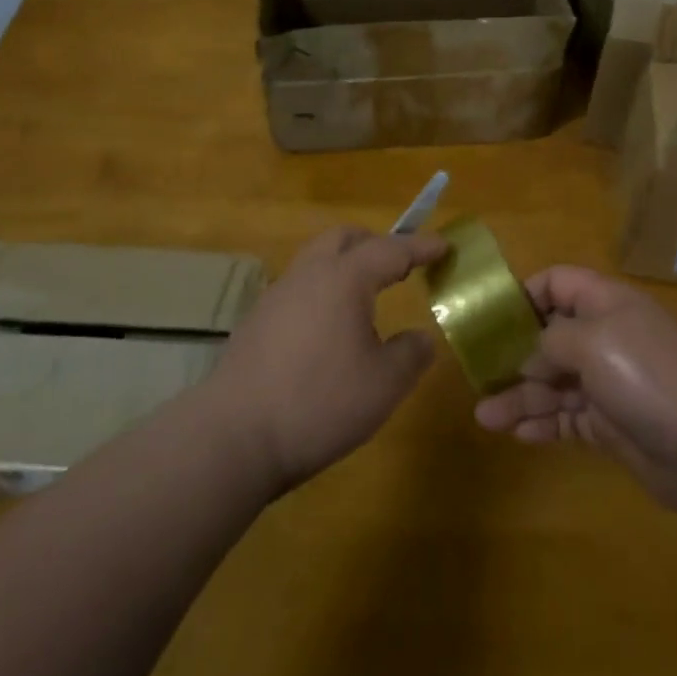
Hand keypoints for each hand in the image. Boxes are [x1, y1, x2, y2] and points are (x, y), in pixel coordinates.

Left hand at [207, 226, 444, 493]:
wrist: (232, 437)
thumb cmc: (318, 403)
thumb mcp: (384, 384)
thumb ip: (411, 354)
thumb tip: (421, 338)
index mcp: (344, 278)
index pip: (391, 249)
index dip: (421, 246)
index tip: (444, 245)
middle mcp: (309, 274)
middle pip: (344, 238)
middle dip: (376, 243)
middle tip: (400, 264)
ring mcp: (277, 296)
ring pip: (317, 259)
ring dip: (345, 265)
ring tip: (366, 296)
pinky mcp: (257, 322)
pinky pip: (299, 287)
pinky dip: (323, 290)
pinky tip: (329, 327)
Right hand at [474, 266, 676, 517]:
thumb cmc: (646, 375)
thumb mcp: (591, 341)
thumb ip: (549, 342)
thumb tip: (528, 356)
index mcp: (605, 303)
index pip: (558, 283)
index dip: (524, 294)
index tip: (490, 317)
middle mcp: (606, 337)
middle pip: (550, 337)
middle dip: (514, 354)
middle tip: (478, 374)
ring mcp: (610, 383)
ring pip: (554, 382)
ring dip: (520, 396)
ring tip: (484, 416)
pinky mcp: (613, 424)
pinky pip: (568, 418)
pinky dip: (543, 423)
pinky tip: (517, 434)